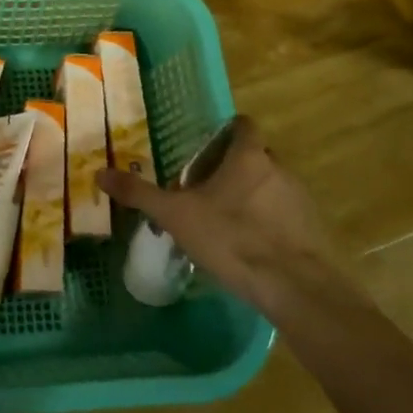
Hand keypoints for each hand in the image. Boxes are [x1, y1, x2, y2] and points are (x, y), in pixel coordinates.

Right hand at [97, 118, 358, 322]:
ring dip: (252, 197)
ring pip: (271, 187)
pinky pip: (286, 216)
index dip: (227, 132)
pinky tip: (249, 249)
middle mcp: (279, 169)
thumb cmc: (232, 238)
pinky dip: (269, 224)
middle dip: (234, 169)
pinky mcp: (313, 230)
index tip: (207, 148)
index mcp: (248, 157)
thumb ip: (140, 193)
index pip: (243, 126)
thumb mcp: (176, 215)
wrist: (295, 287)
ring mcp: (301, 200)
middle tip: (206, 191)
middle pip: (256, 157)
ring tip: (225, 223)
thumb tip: (99, 173)